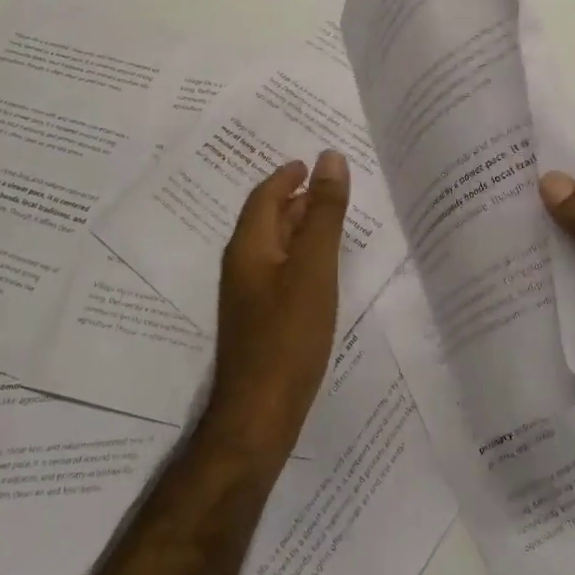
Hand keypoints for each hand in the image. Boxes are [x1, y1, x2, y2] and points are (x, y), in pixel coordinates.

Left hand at [207, 151, 350, 454]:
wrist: (258, 416)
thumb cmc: (288, 335)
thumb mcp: (314, 267)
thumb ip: (324, 213)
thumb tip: (330, 158)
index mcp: (248, 246)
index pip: (265, 196)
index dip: (288, 176)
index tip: (311, 162)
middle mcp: (242, 265)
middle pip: (267, 219)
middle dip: (296, 198)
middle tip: (331, 186)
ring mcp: (248, 296)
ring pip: (274, 247)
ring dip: (300, 227)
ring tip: (332, 220)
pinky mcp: (259, 321)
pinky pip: (280, 272)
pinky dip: (301, 256)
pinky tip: (322, 270)